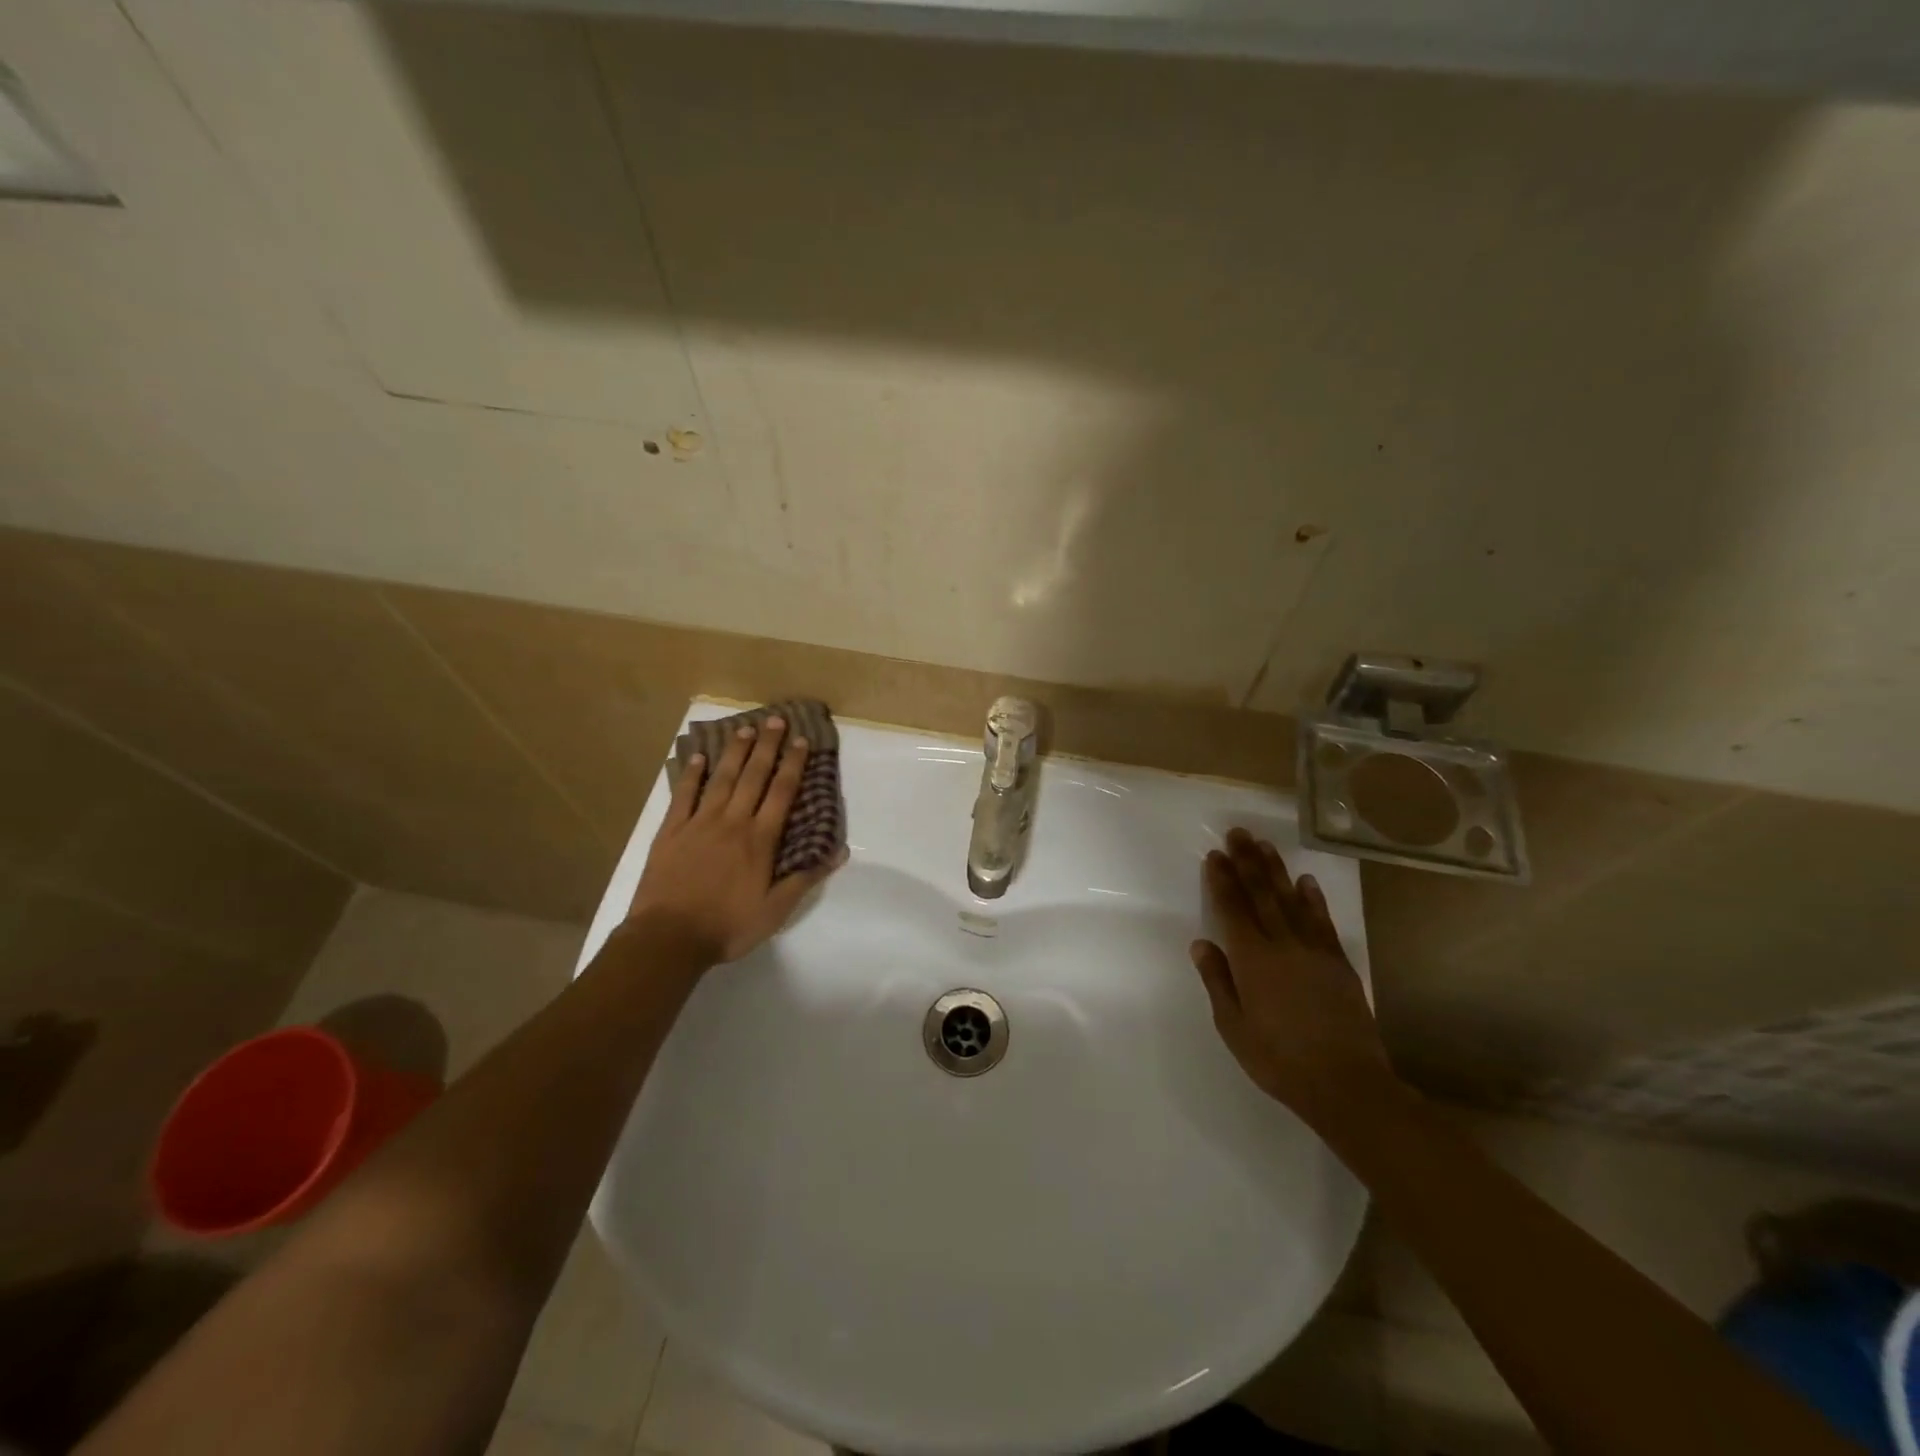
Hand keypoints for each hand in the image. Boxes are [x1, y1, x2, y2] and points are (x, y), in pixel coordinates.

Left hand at [628, 716, 843, 965]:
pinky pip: (683, 795)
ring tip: (745, 729)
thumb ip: (805, 877)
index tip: (801, 741)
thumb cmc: (727, 926)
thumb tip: (838, 850)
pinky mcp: (671, 831)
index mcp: (760, 840)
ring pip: (721, 779)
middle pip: (753, 776)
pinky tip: (698, 757)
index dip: (793, 764)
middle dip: (767, 746)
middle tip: (775, 720)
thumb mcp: (775, 910)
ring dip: (735, 753)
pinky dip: (691, 775)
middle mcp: (732, 822)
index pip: (782, 793)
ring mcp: (699, 823)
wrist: (668, 938)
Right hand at [1190, 828, 1393, 1111]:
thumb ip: (1218, 981)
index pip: (1232, 909)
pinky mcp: (1338, 963)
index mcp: (1252, 960)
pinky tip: (1305, 881)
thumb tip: (1201, 943)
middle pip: (1261, 895)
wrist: (1346, 1084)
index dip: (1222, 880)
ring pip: (1291, 901)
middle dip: (1247, 862)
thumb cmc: (1279, 1060)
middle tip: (1238, 833)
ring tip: (1264, 846)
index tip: (1214, 855)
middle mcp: (1282, 945)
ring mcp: (1314, 951)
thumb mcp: (1233, 1027)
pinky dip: (1313, 899)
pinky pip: (1322, 922)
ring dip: (1276, 871)